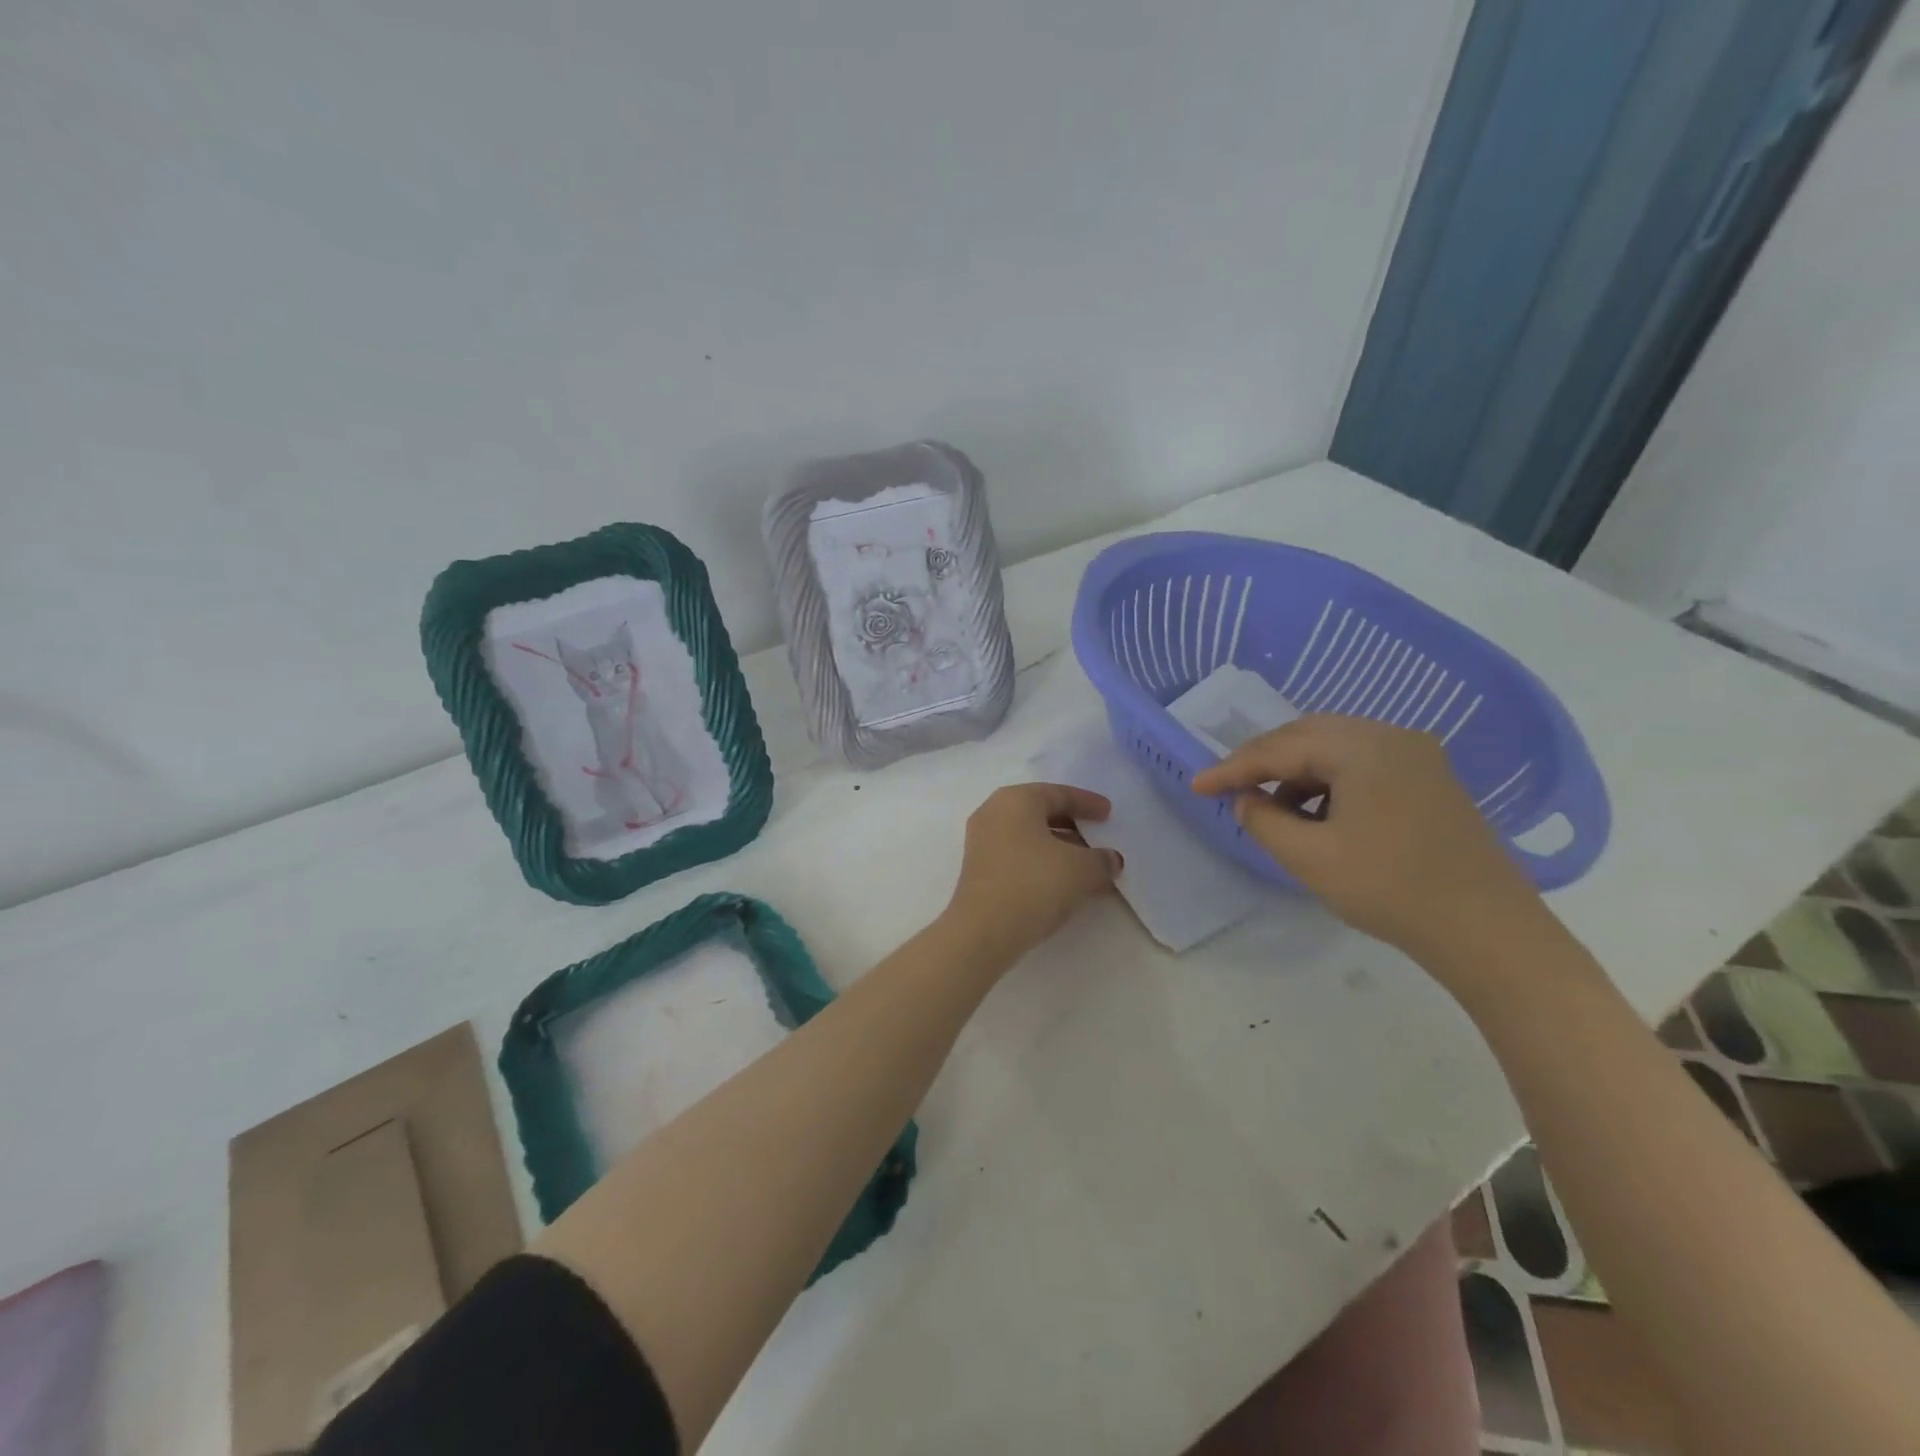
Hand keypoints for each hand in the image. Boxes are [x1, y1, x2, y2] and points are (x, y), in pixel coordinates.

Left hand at [943, 784, 1121, 965]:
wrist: (984, 931)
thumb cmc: (1034, 884)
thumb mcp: (1081, 869)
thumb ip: (1102, 860)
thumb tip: (1111, 860)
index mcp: (1015, 800)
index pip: (1058, 793)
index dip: (1087, 802)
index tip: (1109, 813)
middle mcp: (993, 813)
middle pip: (1040, 812)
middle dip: (1072, 825)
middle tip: (1098, 836)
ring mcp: (982, 843)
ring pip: (1029, 836)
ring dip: (1059, 848)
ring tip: (1088, 864)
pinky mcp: (979, 871)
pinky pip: (1018, 856)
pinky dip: (1043, 863)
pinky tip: (1064, 883)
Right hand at [1190, 715, 1548, 968]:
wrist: (1488, 931)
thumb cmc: (1391, 889)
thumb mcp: (1310, 858)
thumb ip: (1264, 821)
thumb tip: (1246, 800)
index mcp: (1362, 747)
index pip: (1279, 748)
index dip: (1232, 768)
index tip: (1196, 787)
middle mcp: (1391, 736)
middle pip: (1307, 736)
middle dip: (1263, 761)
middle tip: (1229, 788)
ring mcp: (1416, 756)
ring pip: (1334, 749)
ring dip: (1296, 773)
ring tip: (1273, 810)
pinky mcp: (1429, 779)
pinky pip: (1362, 765)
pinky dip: (1328, 783)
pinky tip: (1318, 815)